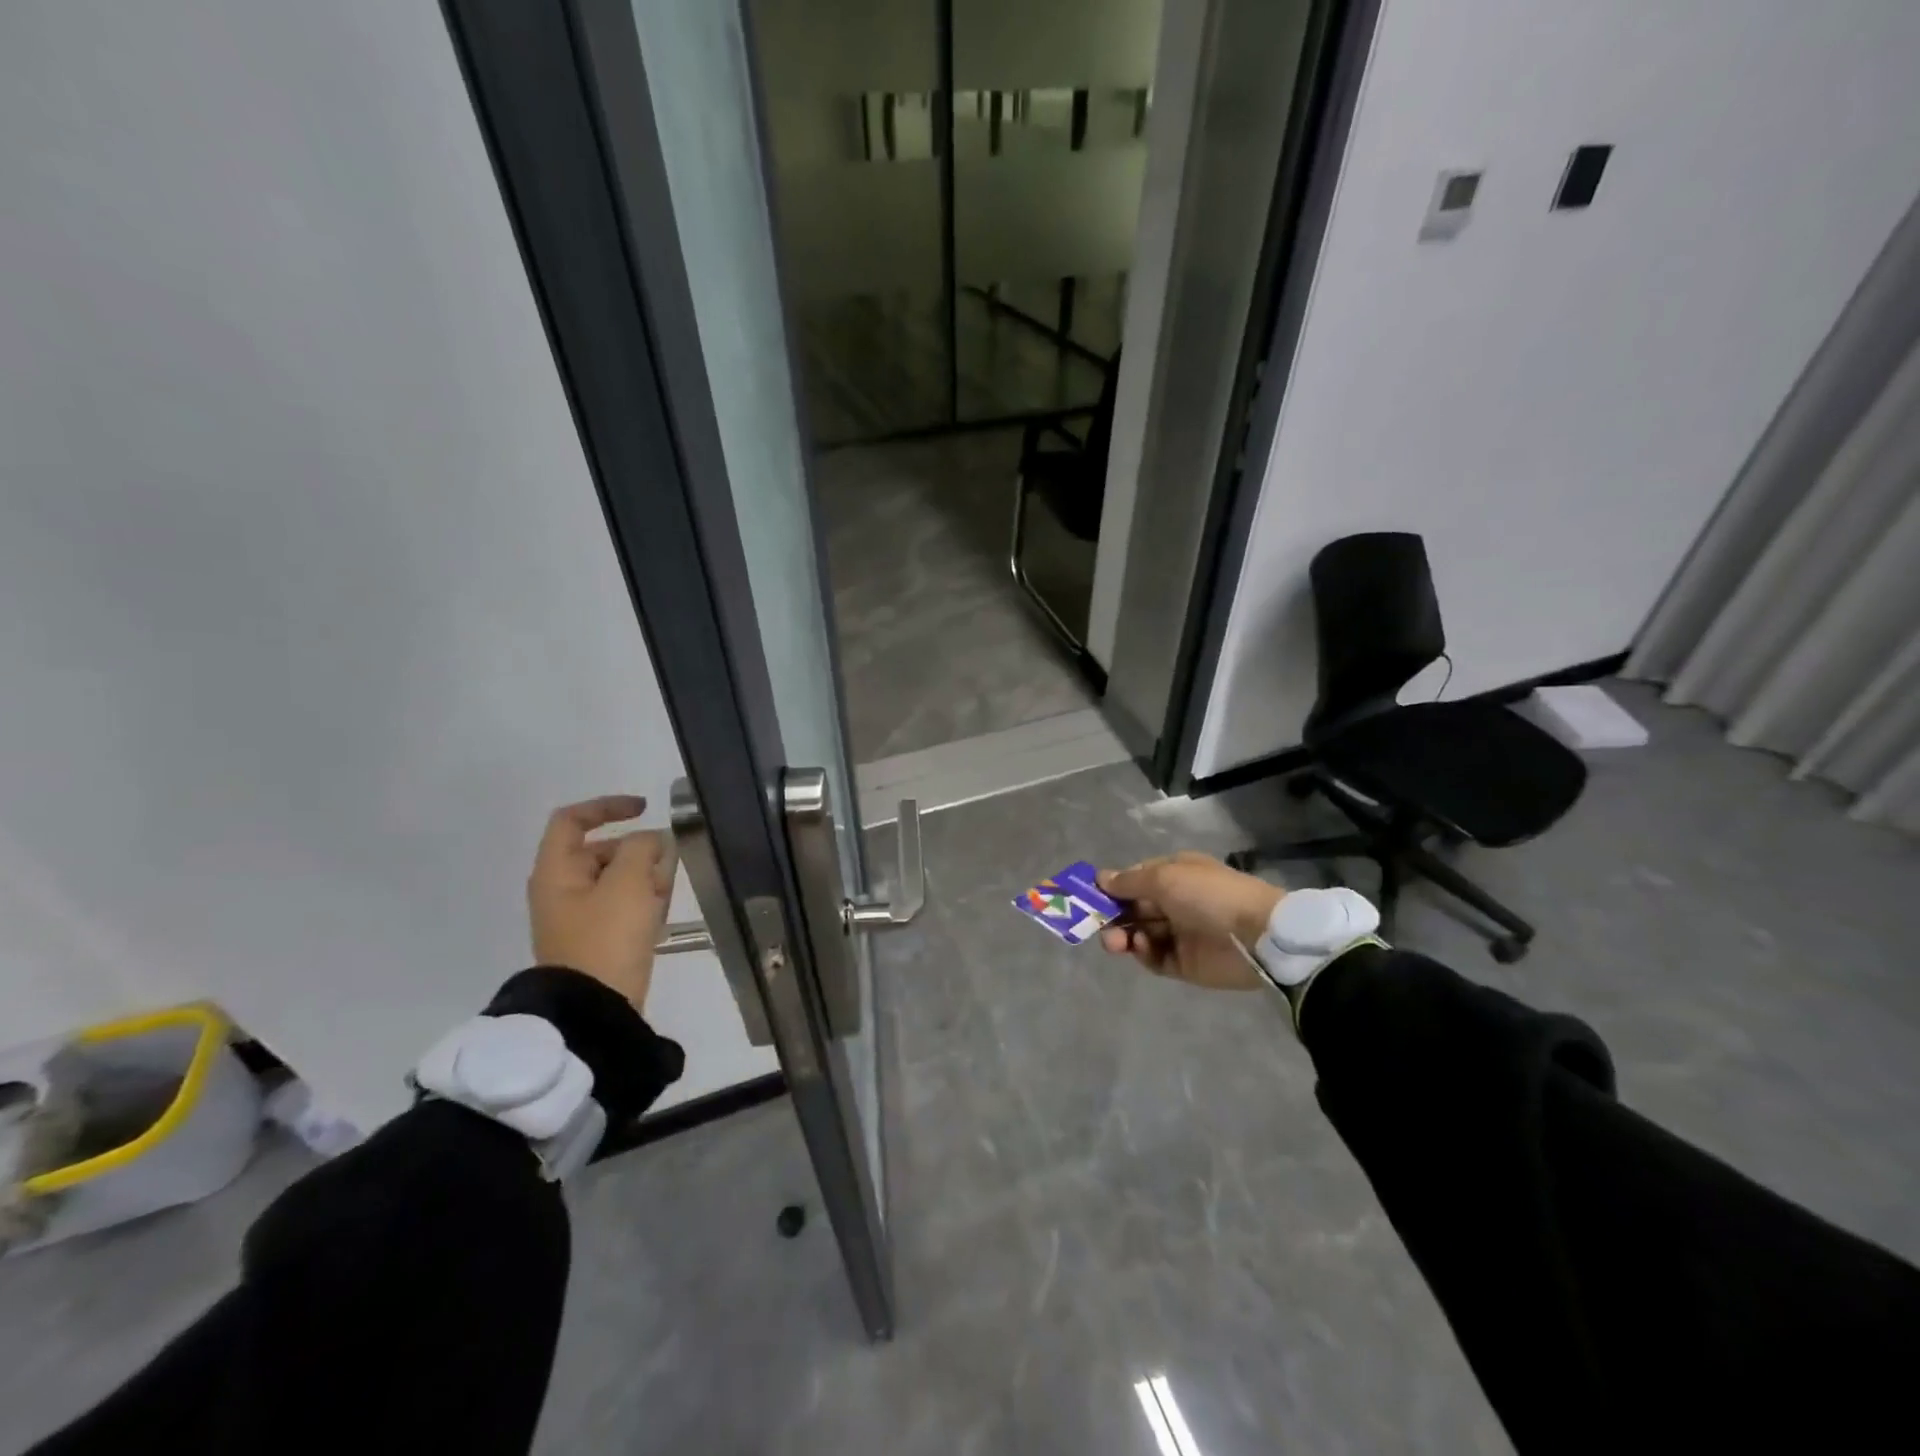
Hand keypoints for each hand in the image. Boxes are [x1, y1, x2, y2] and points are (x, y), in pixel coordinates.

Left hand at [527, 795, 676, 1009]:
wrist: (594, 1008)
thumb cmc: (606, 937)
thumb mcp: (628, 882)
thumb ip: (642, 848)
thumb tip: (652, 841)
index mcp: (556, 871)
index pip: (572, 820)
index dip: (607, 806)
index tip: (645, 809)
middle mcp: (562, 889)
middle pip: (602, 850)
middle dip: (639, 852)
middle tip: (663, 867)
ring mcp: (579, 916)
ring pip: (618, 878)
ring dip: (645, 878)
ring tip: (663, 897)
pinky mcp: (598, 938)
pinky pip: (623, 905)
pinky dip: (643, 901)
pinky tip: (660, 916)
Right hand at [1095, 852, 1284, 990]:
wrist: (1257, 936)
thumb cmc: (1209, 895)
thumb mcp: (1165, 877)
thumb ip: (1129, 882)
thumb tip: (1100, 878)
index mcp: (1175, 874)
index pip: (1135, 879)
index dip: (1113, 888)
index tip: (1090, 897)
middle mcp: (1175, 902)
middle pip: (1134, 909)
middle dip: (1113, 915)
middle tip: (1098, 925)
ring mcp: (1180, 933)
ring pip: (1140, 934)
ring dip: (1123, 936)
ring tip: (1116, 942)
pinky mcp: (1184, 963)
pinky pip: (1154, 958)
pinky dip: (1142, 953)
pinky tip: (1139, 949)